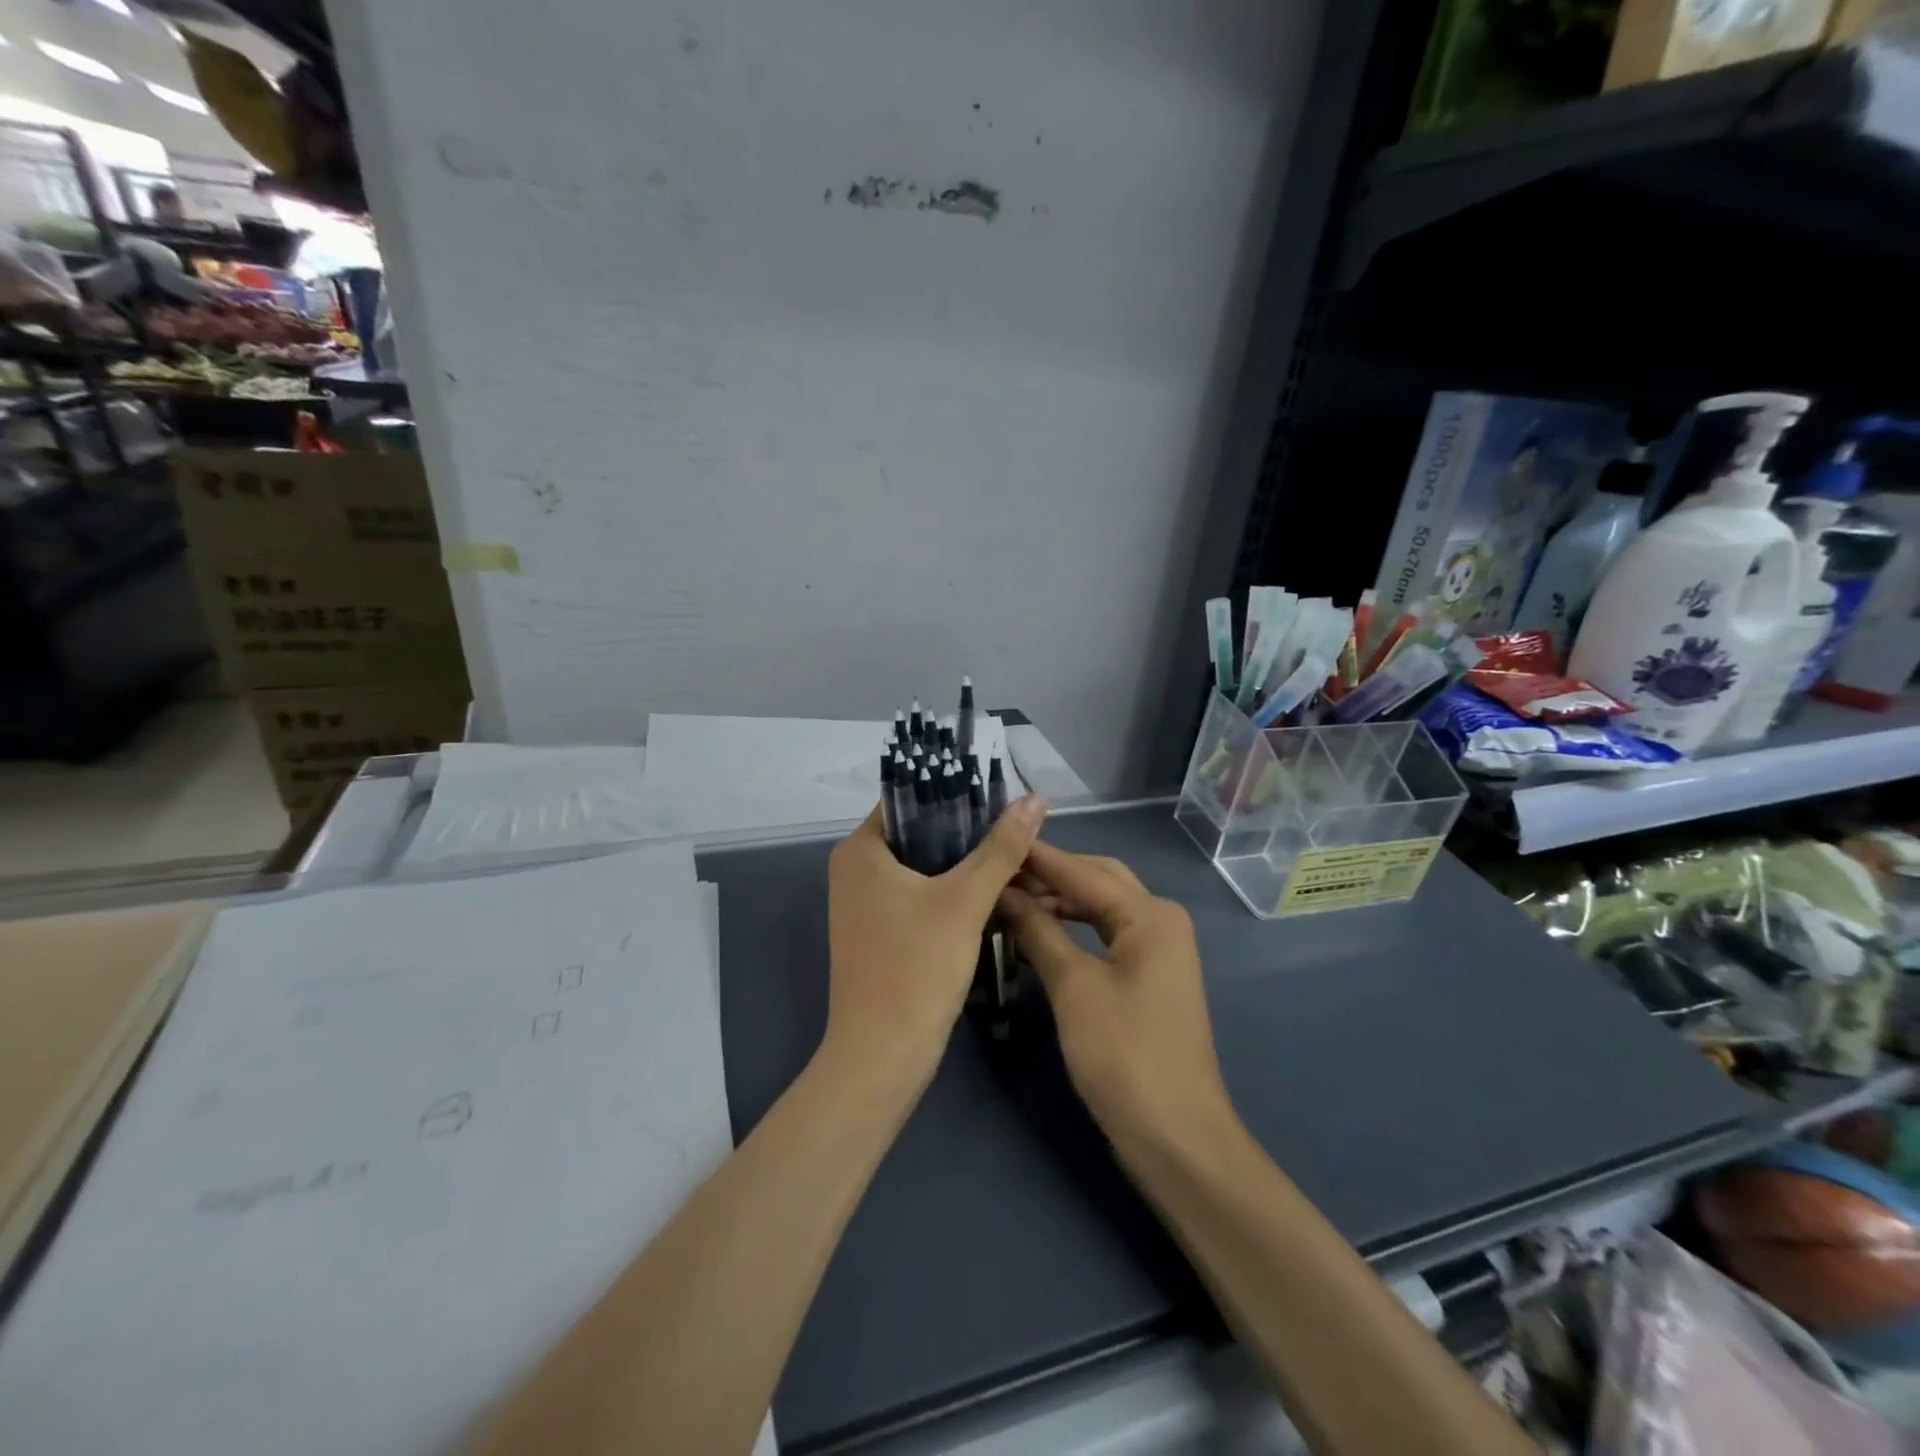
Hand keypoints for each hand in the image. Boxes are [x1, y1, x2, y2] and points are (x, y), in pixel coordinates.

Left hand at [823, 794, 1047, 1096]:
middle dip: (970, 832)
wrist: (883, 1056)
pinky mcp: (882, 931)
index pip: (911, 799)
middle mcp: (856, 869)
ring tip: (1016, 855)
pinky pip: (922, 895)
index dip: (957, 793)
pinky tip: (995, 892)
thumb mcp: (965, 901)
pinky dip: (954, 891)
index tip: (1003, 796)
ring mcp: (867, 903)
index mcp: (860, 849)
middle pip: (921, 833)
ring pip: (926, 866)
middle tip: (1018, 829)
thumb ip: (1001, 848)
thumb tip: (1034, 799)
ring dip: (966, 863)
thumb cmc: (916, 968)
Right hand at [1000, 843, 1232, 1152]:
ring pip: (1100, 907)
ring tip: (1010, 897)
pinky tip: (1039, 931)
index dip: (1037, 857)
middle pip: (1097, 879)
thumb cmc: (1124, 1056)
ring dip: (1059, 899)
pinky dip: (1071, 927)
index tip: (994, 838)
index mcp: (1150, 914)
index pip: (1082, 871)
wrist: (1176, 1137)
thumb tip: (1004, 892)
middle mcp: (1159, 920)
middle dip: (1050, 873)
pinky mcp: (1147, 976)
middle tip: (1000, 869)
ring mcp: (1157, 949)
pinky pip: (1104, 934)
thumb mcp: (1074, 987)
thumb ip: (1039, 931)